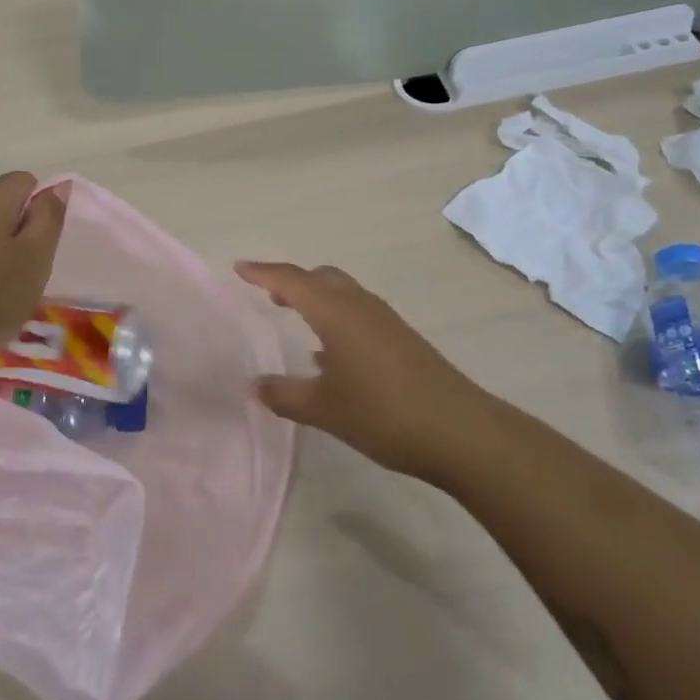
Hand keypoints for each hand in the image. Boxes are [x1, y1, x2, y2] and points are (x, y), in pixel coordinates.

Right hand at [236, 261, 489, 484]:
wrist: (460, 431)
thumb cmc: (383, 413)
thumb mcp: (323, 409)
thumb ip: (284, 395)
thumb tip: (254, 386)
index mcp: (335, 312)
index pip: (291, 280)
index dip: (263, 273)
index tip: (239, 268)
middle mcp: (359, 306)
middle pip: (320, 278)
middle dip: (292, 281)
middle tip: (267, 294)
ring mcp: (385, 321)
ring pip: (342, 293)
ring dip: (316, 297)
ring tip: (294, 315)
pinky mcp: (401, 339)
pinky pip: (358, 313)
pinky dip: (336, 317)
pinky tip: (330, 353)